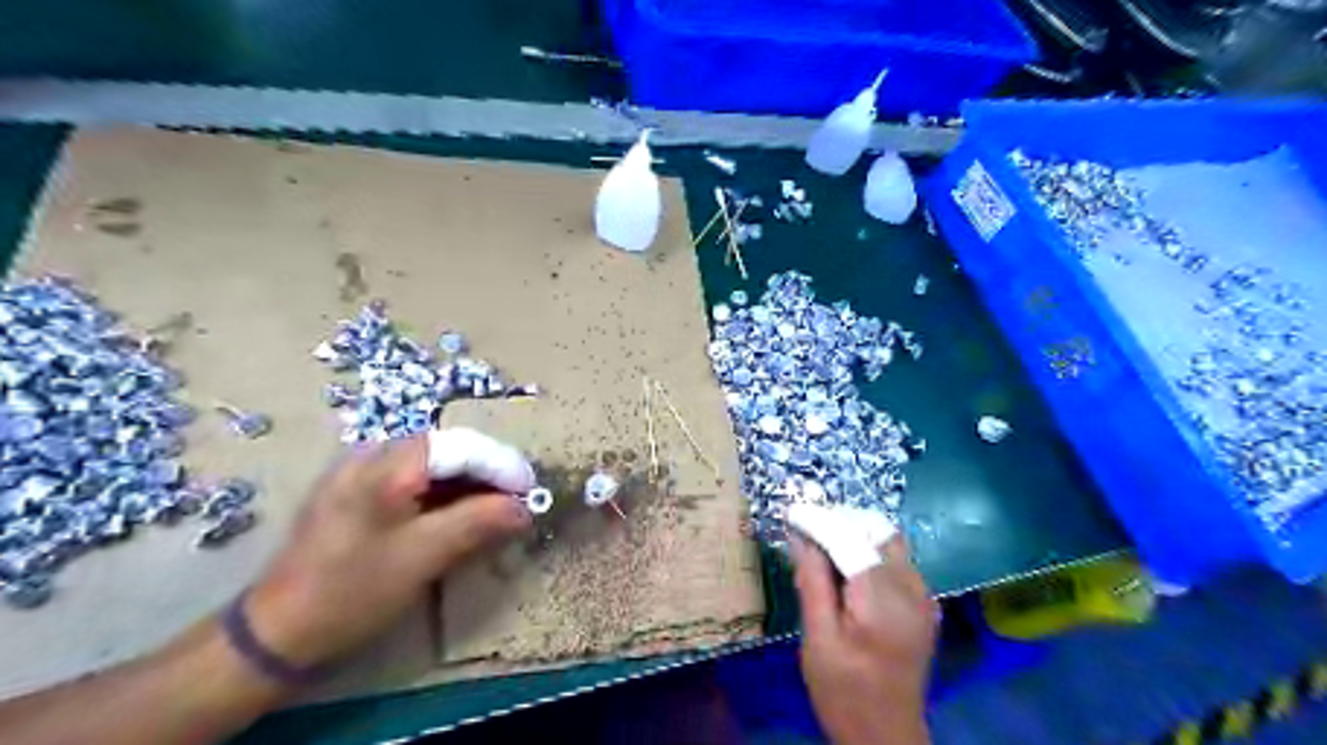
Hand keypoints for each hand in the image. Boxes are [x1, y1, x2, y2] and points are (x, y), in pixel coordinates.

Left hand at [241, 430, 532, 667]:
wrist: (275, 633)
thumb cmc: (352, 591)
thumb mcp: (423, 557)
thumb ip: (477, 523)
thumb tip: (525, 508)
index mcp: (386, 464)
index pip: (462, 447)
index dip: (502, 466)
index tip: (531, 492)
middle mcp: (372, 454)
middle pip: (448, 450)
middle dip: (488, 473)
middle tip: (517, 502)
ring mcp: (360, 472)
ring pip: (432, 464)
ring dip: (468, 484)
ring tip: (496, 510)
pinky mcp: (356, 493)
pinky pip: (413, 480)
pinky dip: (443, 494)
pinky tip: (458, 515)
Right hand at [792, 533, 936, 740]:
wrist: (887, 736)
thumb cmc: (844, 693)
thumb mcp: (817, 640)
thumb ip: (812, 582)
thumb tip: (800, 536)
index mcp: (882, 602)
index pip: (850, 538)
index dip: (820, 520)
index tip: (791, 512)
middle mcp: (912, 590)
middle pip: (877, 531)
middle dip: (840, 522)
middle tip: (807, 533)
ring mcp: (924, 596)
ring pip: (889, 541)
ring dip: (855, 534)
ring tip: (823, 550)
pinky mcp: (924, 604)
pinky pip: (897, 560)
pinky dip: (869, 552)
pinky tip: (846, 571)